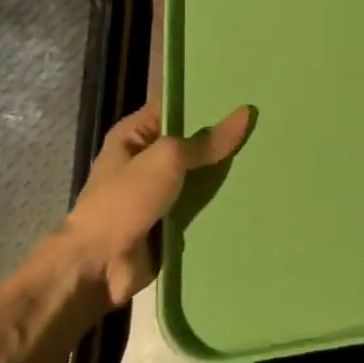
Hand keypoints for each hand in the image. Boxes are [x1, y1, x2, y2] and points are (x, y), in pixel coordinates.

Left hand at [63, 102, 251, 306]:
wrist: (97, 268)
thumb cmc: (125, 200)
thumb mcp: (167, 159)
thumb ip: (207, 141)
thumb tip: (246, 113)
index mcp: (134, 134)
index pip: (176, 107)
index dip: (206, 100)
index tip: (243, 94)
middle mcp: (145, 160)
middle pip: (191, 142)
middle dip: (221, 138)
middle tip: (264, 124)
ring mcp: (156, 193)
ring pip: (198, 175)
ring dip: (223, 173)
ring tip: (266, 156)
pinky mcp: (168, 223)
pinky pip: (199, 206)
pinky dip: (219, 203)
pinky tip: (253, 192)